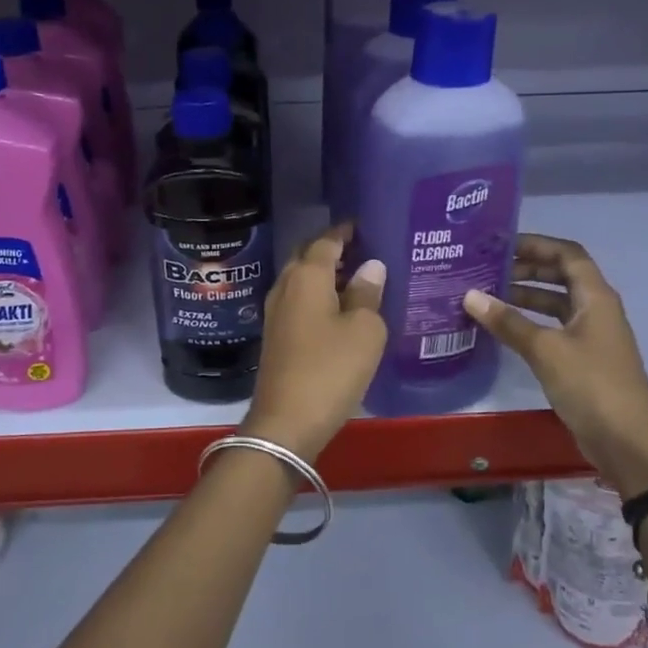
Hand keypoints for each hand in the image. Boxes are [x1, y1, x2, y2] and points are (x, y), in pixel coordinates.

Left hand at [246, 225, 386, 460]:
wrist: (286, 421)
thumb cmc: (330, 369)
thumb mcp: (364, 330)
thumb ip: (367, 294)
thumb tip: (370, 266)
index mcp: (307, 275)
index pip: (327, 240)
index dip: (346, 231)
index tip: (367, 226)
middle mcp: (286, 286)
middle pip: (309, 256)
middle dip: (335, 250)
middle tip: (367, 251)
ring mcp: (276, 312)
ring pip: (303, 280)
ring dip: (326, 275)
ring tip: (360, 278)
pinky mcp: (277, 335)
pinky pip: (300, 302)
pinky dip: (320, 296)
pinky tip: (341, 310)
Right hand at [462, 233, 647, 494]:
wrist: (628, 442)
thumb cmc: (591, 385)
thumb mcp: (545, 350)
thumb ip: (508, 321)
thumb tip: (469, 295)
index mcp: (596, 297)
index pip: (567, 254)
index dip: (537, 244)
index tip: (501, 244)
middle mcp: (596, 309)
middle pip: (561, 276)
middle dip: (527, 268)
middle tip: (488, 268)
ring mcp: (591, 335)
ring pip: (556, 303)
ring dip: (526, 296)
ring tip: (488, 294)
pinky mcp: (583, 360)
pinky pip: (554, 328)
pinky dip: (531, 322)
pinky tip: (503, 328)